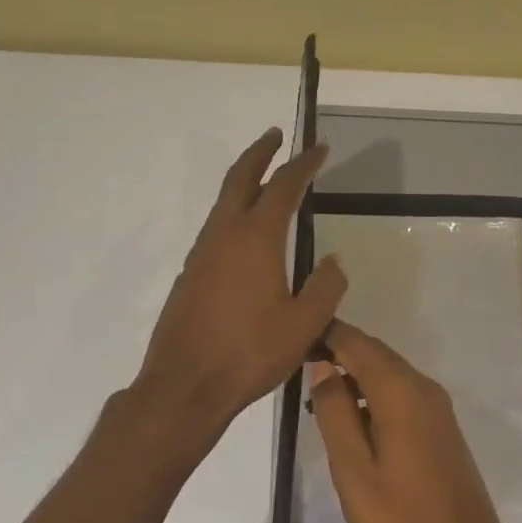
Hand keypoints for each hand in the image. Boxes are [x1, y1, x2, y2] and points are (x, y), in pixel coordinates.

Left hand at [136, 129, 346, 434]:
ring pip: (223, 204)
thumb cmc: (249, 353)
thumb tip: (336, 259)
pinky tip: (245, 235)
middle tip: (275, 135)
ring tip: (264, 180)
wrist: (184, 386)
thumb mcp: (304, 324)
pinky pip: (215, 230)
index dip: (303, 164)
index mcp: (256, 239)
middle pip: (240, 179)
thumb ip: (326, 287)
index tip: (319, 147)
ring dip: (243, 182)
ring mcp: (201, 255)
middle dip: (260, 153)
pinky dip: (233, 213)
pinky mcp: (189, 275)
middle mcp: (224, 236)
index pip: (283, 187)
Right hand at [307, 320, 521, 522]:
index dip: (326, 335)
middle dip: (339, 351)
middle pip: (376, 354)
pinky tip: (352, 420)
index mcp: (400, 393)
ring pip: (390, 373)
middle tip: (298, 363)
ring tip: (317, 395)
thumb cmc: (401, 521)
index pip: (357, 344)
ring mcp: (437, 408)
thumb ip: (335, 414)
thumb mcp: (354, 470)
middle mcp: (423, 389)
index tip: (294, 339)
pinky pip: (402, 394)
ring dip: (355, 374)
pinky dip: (374, 394)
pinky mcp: (442, 428)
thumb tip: (322, 367)